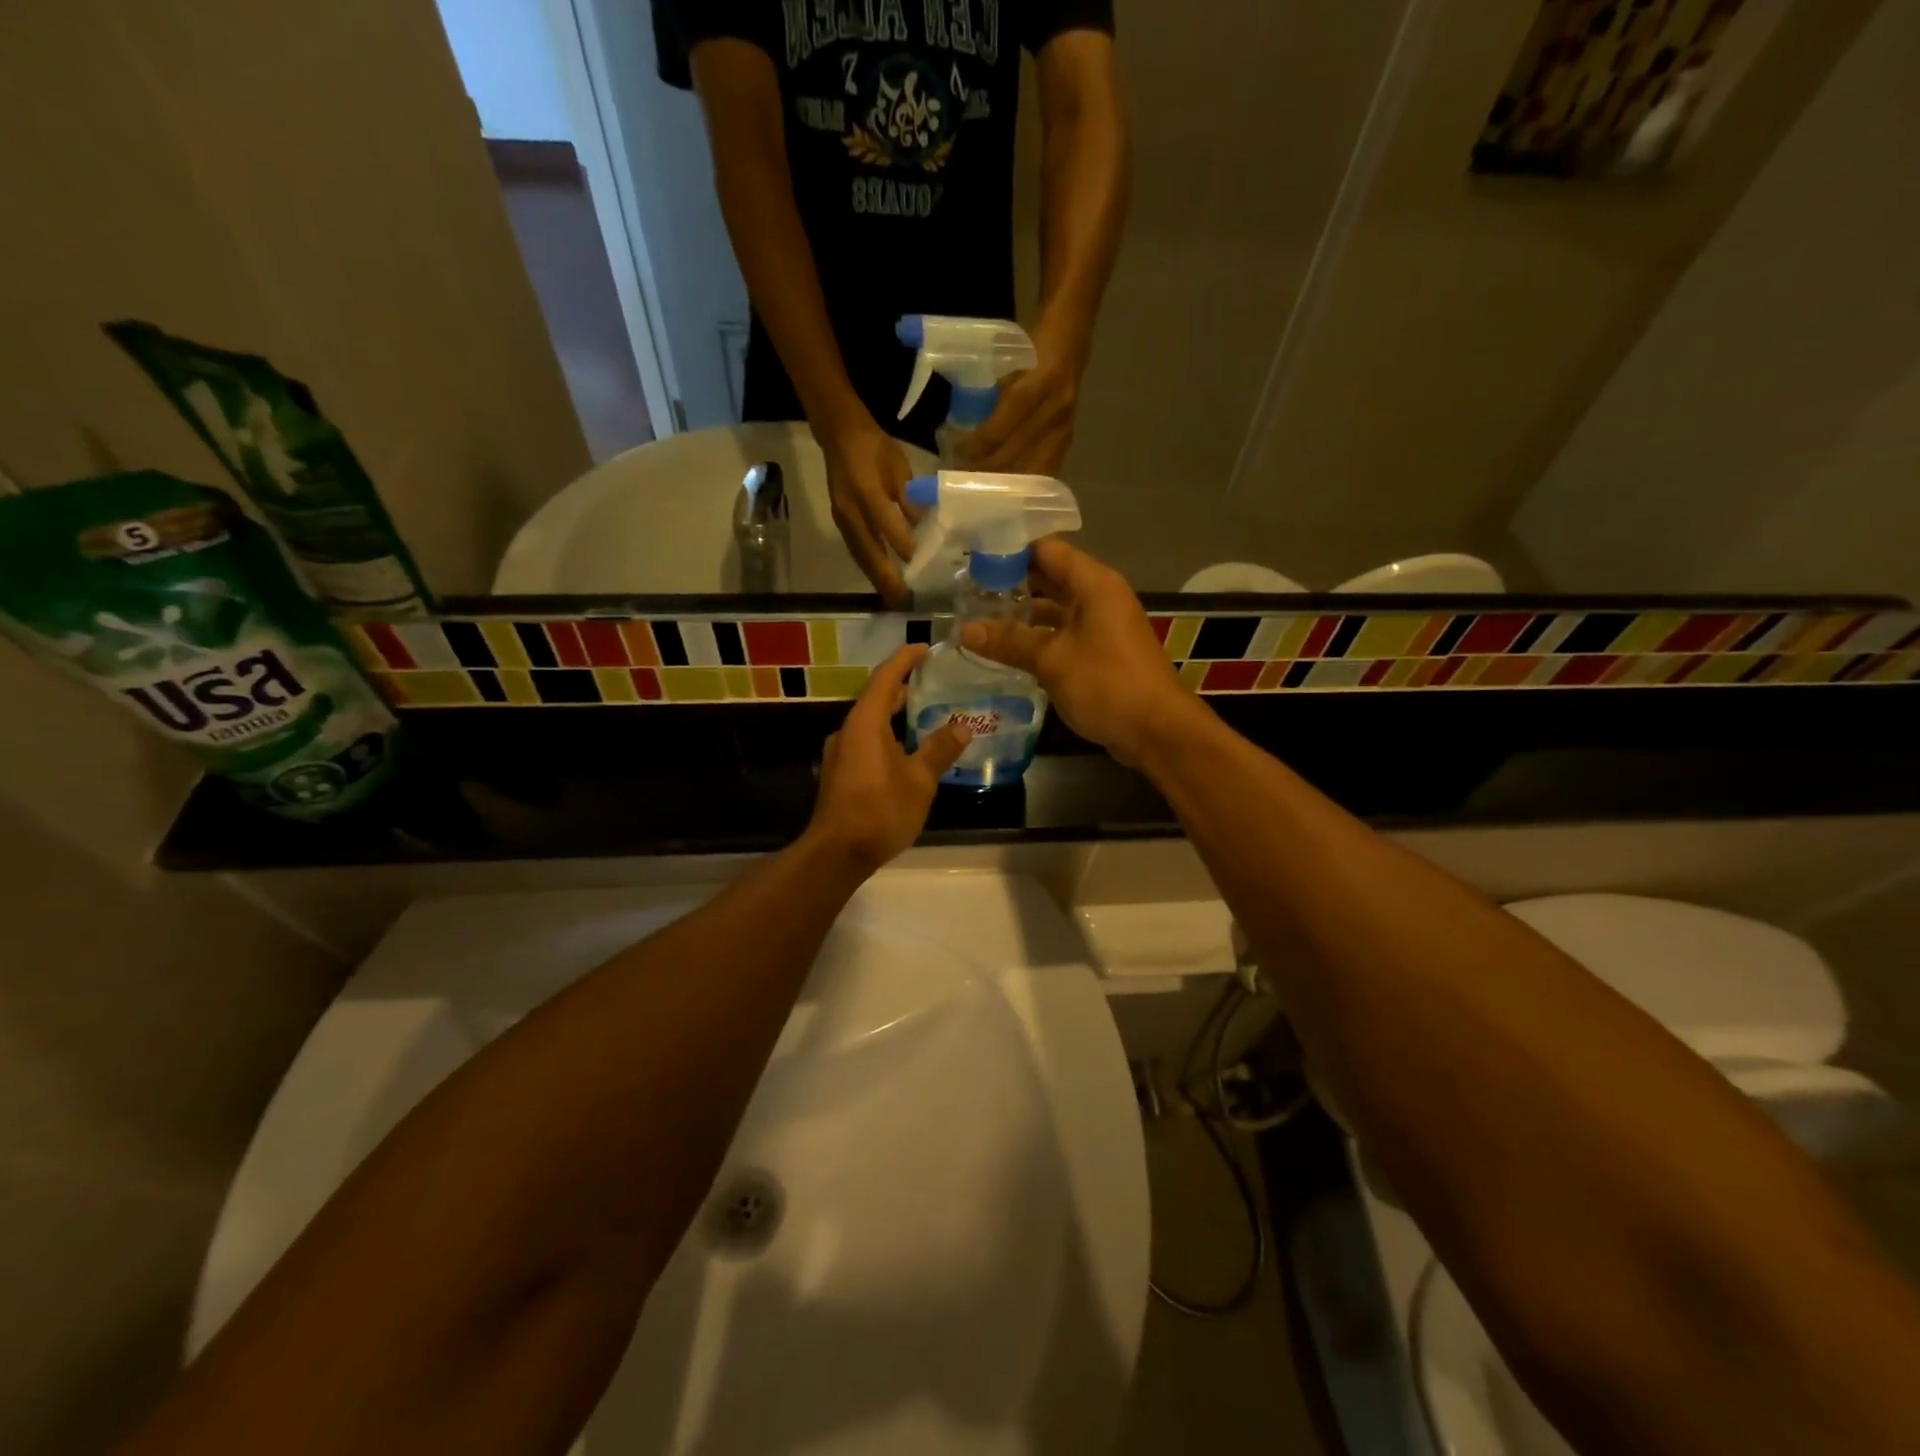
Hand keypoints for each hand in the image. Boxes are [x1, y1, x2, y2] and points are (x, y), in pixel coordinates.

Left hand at [806, 645, 971, 873]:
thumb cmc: (880, 810)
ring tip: (926, 713)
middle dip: (903, 687)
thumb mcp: (919, 781)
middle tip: (934, 681)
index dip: (905, 659)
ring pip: (871, 722)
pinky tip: (907, 749)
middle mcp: (848, 730)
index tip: (926, 648)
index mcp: (865, 722)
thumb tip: (962, 727)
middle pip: (876, 698)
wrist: (837, 853)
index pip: (886, 678)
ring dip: (896, 714)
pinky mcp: (840, 773)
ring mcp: (840, 752)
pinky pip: (866, 741)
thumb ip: (940, 750)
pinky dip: (888, 734)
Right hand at [820, 418, 915, 606]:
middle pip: (869, 552)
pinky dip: (869, 569)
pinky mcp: (840, 523)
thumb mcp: (899, 467)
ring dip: (877, 580)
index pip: (887, 526)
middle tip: (904, 601)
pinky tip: (881, 581)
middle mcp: (850, 510)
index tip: (923, 568)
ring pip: (861, 556)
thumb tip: (925, 529)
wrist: (839, 435)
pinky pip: (856, 551)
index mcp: (867, 490)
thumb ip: (910, 499)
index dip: (904, 547)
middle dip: (887, 579)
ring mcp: (842, 519)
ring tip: (894, 600)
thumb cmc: (875, 448)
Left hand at [960, 331, 1084, 474]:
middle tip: (963, 474)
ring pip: (1031, 469)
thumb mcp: (1010, 359)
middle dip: (986, 467)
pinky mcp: (1069, 436)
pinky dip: (1026, 479)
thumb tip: (968, 425)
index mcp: (1037, 385)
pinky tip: (1011, 485)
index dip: (977, 445)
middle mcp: (1054, 410)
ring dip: (1005, 479)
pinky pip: (1047, 468)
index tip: (957, 452)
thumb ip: (995, 393)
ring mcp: (1065, 426)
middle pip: (1013, 453)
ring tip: (984, 485)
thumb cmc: (1035, 342)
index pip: (1001, 428)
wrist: (1074, 331)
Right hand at [960, 538, 1190, 765]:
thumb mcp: (1051, 660)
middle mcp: (1100, 596)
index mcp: (1093, 584)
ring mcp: (1103, 625)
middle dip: (1012, 583)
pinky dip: (1039, 636)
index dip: (1010, 552)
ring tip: (982, 618)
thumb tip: (965, 630)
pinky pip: (1065, 632)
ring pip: (1057, 608)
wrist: (1156, 730)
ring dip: (1024, 613)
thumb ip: (1008, 642)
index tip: (974, 561)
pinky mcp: (1102, 651)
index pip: (1046, 550)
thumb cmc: (1106, 684)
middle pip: (1051, 576)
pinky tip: (1009, 648)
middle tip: (970, 591)